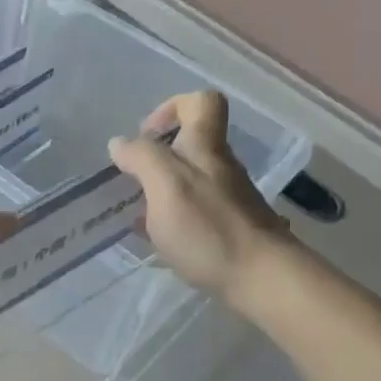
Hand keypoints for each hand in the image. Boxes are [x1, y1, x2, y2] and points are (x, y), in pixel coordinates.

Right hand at [108, 92, 291, 301]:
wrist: (261, 277)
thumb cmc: (209, 229)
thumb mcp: (167, 185)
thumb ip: (142, 158)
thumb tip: (120, 143)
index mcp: (206, 148)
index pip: (201, 103)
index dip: (171, 108)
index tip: (145, 135)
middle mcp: (220, 167)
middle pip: (192, 144)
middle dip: (158, 156)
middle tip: (132, 179)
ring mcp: (227, 199)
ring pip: (190, 180)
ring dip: (160, 190)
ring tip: (137, 213)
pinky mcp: (227, 228)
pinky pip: (193, 211)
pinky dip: (171, 218)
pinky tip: (156, 238)